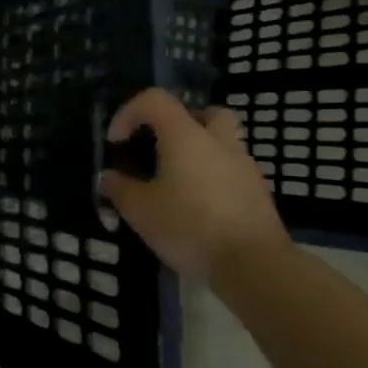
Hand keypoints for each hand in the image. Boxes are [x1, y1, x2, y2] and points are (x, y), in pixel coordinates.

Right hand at [101, 88, 290, 282]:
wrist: (255, 267)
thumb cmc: (190, 227)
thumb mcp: (139, 210)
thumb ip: (118, 188)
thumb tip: (108, 178)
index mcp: (186, 136)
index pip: (155, 100)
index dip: (128, 113)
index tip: (117, 142)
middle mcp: (219, 143)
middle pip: (204, 112)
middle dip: (179, 123)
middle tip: (159, 147)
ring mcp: (245, 168)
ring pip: (221, 143)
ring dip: (198, 153)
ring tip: (174, 182)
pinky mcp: (258, 195)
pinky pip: (230, 171)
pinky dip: (211, 178)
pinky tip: (196, 207)